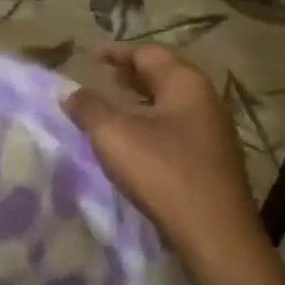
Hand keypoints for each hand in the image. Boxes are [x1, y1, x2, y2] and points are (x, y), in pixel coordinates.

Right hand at [62, 44, 267, 265]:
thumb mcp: (113, 135)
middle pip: (163, 75)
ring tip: (113, 105)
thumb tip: (70, 92)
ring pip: (170, 103)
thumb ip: (88, 108)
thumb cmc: (162, 171)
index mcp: (185, 83)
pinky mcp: (211, 159)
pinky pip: (175, 127)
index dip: (115, 52)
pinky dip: (151, 122)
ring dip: (140, 100)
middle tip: (102, 75)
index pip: (147, 53)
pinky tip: (135, 140)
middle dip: (130, 74)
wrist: (214, 232)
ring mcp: (212, 131)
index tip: (89, 54)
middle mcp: (204, 99)